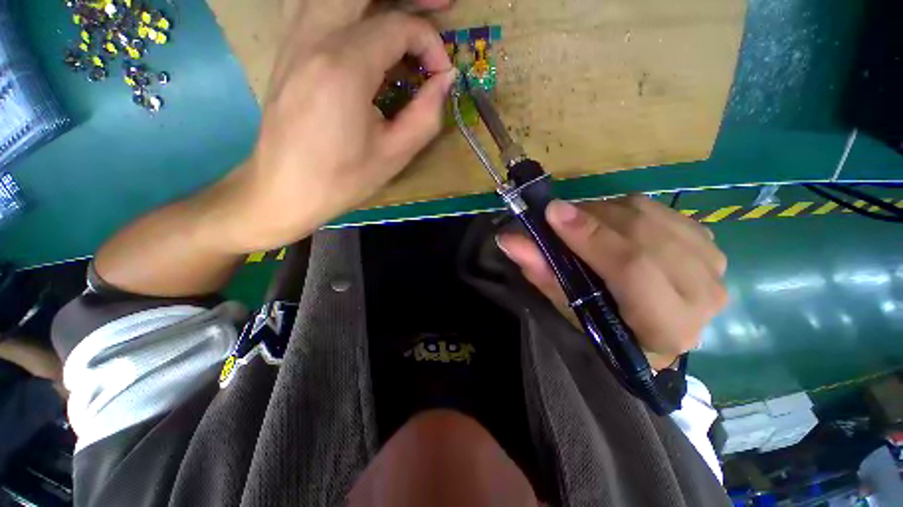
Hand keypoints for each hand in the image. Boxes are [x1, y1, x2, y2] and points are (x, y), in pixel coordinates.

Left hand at [213, 0, 456, 252]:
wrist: (284, 188)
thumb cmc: (342, 179)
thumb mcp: (394, 155)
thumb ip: (426, 114)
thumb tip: (444, 80)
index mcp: (344, 68)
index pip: (397, 27)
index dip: (430, 45)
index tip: (441, 76)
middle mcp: (314, 37)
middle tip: (440, 4)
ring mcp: (294, 38)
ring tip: (404, 10)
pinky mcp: (288, 48)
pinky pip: (315, 4)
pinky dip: (347, 8)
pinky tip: (364, 23)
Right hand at [498, 196, 727, 370]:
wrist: (650, 327)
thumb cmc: (605, 327)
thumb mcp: (569, 308)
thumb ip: (542, 273)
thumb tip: (508, 239)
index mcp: (666, 327)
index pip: (633, 271)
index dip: (590, 238)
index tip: (553, 213)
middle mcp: (701, 295)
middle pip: (641, 235)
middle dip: (590, 219)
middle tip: (555, 216)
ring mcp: (711, 264)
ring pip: (649, 215)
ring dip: (603, 213)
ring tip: (578, 223)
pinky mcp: (708, 241)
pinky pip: (658, 208)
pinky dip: (623, 209)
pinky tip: (608, 225)